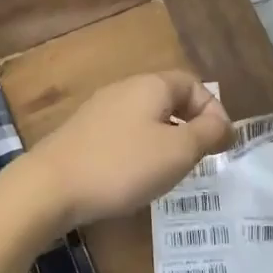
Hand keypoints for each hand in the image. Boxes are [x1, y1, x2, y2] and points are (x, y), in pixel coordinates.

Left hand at [20, 72, 231, 231]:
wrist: (50, 187)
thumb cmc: (123, 166)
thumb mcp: (178, 152)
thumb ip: (207, 134)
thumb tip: (221, 123)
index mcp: (151, 86)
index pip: (194, 85)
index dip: (214, 111)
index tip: (222, 144)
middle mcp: (124, 89)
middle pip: (169, 100)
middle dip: (191, 126)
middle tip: (201, 158)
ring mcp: (99, 111)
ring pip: (146, 119)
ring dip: (166, 140)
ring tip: (172, 171)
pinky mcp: (82, 134)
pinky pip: (124, 135)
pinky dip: (140, 151)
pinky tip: (136, 177)